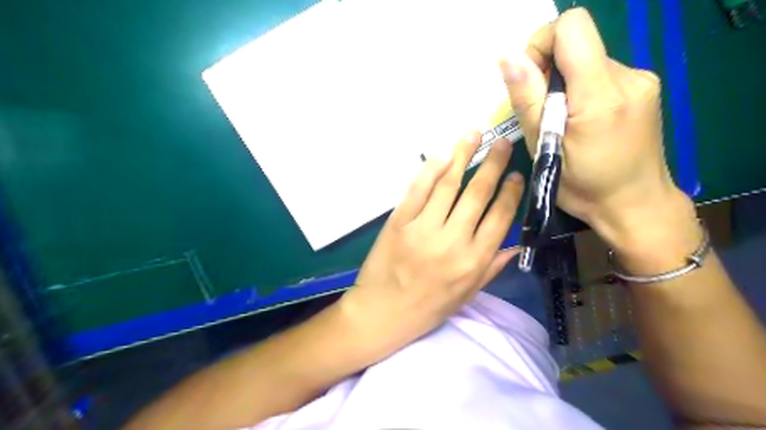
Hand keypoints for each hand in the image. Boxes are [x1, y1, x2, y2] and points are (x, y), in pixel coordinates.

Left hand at [339, 132, 523, 357]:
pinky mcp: (399, 222)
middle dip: (493, 164)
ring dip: (463, 156)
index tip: (517, 175)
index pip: (500, 217)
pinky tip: (444, 154)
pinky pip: (418, 189)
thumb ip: (492, 268)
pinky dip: (431, 168)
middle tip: (502, 143)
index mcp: (473, 261)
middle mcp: (452, 241)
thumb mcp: (466, 296)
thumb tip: (517, 244)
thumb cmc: (427, 308)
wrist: (381, 313)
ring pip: (448, 184)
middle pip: (477, 194)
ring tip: (475, 135)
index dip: (511, 192)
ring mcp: (423, 229)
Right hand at [497, 8, 698, 270]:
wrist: (635, 205)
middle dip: (549, 72)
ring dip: (565, 84)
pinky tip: (581, 121)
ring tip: (563, 123)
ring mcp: (640, 80)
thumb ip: (529, 100)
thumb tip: (508, 58)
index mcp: (601, 94)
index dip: (542, 44)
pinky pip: (600, 72)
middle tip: (545, 114)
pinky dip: (581, 89)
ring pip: (586, 59)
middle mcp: (628, 76)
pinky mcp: (643, 87)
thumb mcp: (544, 148)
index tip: (532, 82)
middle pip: (577, 43)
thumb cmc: (583, 187)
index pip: (572, 27)